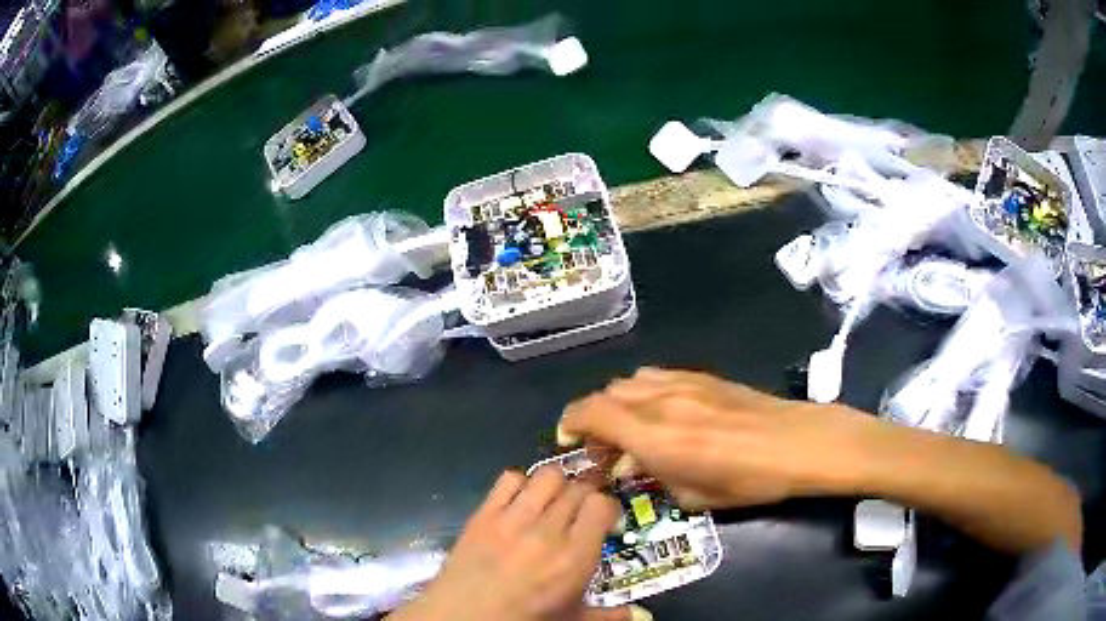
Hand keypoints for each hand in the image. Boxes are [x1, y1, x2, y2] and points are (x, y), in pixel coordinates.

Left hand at [390, 469, 645, 620]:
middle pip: (577, 487)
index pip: (601, 505)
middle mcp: (547, 532)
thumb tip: (643, 616)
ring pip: (547, 476)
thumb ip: (609, 616)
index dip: (605, 507)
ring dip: (556, 484)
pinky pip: (508, 479)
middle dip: (584, 494)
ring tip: (553, 501)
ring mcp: (512, 520)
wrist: (462, 618)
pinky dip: (519, 484)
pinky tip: (520, 502)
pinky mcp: (483, 514)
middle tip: (579, 510)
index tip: (603, 519)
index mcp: (574, 558)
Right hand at [557, 368, 880, 509]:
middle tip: (606, 448)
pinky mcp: (703, 376)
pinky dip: (644, 392)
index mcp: (655, 436)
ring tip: (632, 429)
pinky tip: (661, 412)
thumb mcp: (693, 497)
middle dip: (594, 419)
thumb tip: (633, 465)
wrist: (798, 443)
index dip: (570, 422)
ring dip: (619, 403)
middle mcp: (661, 402)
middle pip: (607, 394)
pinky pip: (657, 376)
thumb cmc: (748, 481)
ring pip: (630, 381)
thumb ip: (654, 477)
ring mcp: (683, 383)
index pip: (592, 412)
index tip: (569, 441)